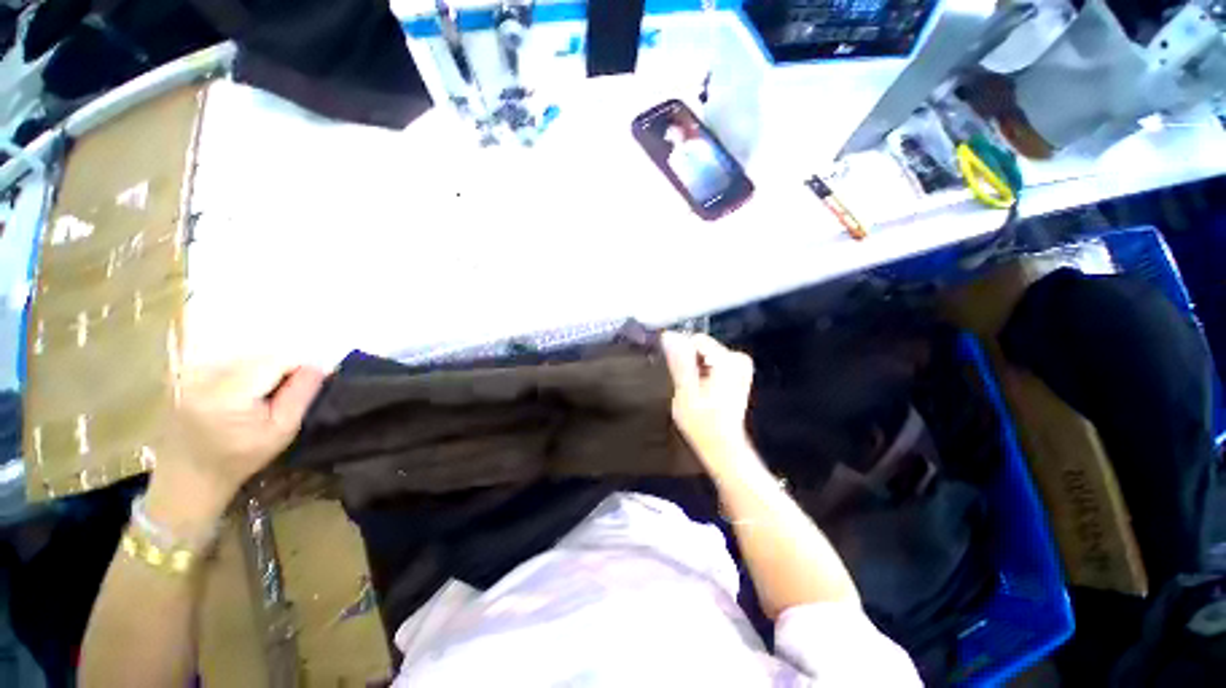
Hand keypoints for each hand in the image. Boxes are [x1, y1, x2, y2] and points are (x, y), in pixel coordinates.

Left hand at [145, 362, 324, 538]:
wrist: (188, 477)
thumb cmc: (240, 458)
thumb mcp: (282, 430)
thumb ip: (301, 394)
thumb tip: (320, 365)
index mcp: (228, 394)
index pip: (276, 360)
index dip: (298, 368)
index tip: (306, 384)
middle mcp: (203, 376)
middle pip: (258, 356)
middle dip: (279, 368)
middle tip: (283, 394)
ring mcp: (189, 373)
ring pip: (243, 356)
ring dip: (260, 369)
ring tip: (261, 395)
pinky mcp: (182, 374)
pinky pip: (224, 360)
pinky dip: (240, 371)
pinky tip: (240, 391)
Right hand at [661, 331, 756, 474]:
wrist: (723, 446)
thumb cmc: (703, 423)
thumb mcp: (685, 392)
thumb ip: (679, 362)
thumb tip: (669, 336)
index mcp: (728, 361)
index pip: (695, 340)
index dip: (681, 354)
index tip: (677, 375)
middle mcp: (738, 358)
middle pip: (701, 347)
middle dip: (689, 363)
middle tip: (686, 387)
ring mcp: (740, 366)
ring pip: (705, 354)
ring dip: (695, 369)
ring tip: (694, 391)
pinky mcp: (738, 372)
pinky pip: (712, 362)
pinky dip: (704, 373)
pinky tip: (702, 391)